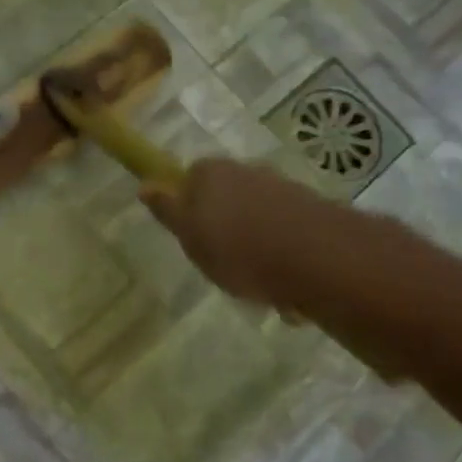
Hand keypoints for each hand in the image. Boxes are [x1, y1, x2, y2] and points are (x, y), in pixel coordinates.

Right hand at [141, 158, 317, 308]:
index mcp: (212, 172)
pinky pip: (285, 235)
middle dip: (224, 228)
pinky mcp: (312, 212)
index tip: (189, 237)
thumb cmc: (238, 250)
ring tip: (257, 286)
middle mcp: (248, 171)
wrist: (316, 260)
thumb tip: (145, 185)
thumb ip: (168, 210)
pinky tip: (284, 290)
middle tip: (221, 264)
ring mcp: (283, 188)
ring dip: (255, 247)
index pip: (190, 178)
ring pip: (257, 218)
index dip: (187, 207)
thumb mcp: (190, 236)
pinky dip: (281, 258)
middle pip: (226, 197)